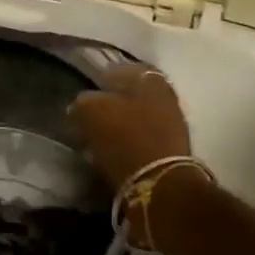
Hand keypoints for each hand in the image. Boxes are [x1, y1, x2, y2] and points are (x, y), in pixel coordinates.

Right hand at [69, 63, 191, 190]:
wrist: (160, 186)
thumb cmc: (125, 138)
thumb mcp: (92, 112)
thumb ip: (83, 101)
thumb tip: (81, 103)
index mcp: (151, 79)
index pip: (123, 68)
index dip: (103, 76)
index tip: (87, 86)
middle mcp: (167, 97)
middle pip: (133, 94)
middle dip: (112, 101)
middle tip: (90, 111)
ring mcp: (173, 125)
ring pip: (139, 117)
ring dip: (120, 124)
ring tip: (97, 134)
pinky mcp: (171, 153)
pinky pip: (143, 139)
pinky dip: (127, 142)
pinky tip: (111, 150)